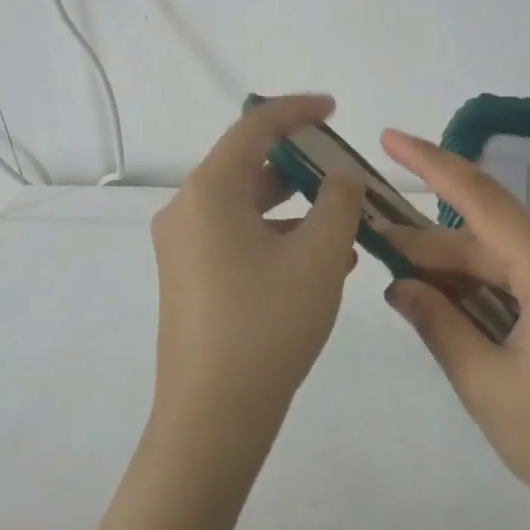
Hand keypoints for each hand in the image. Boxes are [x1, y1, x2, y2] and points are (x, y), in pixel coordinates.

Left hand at [148, 95, 364, 457]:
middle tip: (345, 174)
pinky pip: (238, 238)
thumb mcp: (319, 256)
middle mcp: (187, 210)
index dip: (295, 111)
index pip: (253, 128)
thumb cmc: (267, 324)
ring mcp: (184, 247)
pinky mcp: (190, 279)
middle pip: (248, 166)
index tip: (333, 110)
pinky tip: (322, 263)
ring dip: (295, 209)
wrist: (212, 420)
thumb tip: (340, 178)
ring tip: (345, 226)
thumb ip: (338, 201)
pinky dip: (278, 237)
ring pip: (247, 207)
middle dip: (301, 167)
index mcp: (209, 191)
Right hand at [378, 129, 529, 529]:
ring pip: (502, 261)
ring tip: (399, 275)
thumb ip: (438, 325)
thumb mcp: (487, 387)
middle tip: (371, 240)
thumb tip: (397, 285)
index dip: (433, 165)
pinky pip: (520, 282)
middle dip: (429, 242)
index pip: (485, 202)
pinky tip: (445, 300)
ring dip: (453, 269)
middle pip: (487, 239)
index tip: (391, 139)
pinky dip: (481, 289)